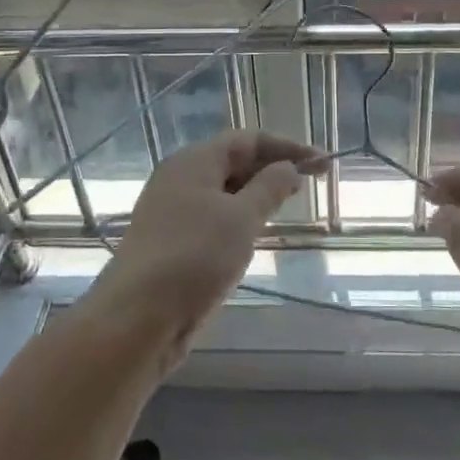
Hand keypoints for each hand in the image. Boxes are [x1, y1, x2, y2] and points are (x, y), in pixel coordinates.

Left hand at [90, 131, 322, 367]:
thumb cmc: (194, 257)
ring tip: (288, 204)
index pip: (248, 139)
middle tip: (312, 183)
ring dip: (256, 194)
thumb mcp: (241, 218)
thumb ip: (269, 188)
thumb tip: (289, 167)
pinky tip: (255, 234)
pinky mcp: (172, 243)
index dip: (288, 147)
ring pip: (223, 192)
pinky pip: (212, 218)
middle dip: (273, 168)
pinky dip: (238, 219)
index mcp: (194, 161)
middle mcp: (180, 179)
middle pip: (234, 162)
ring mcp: (172, 211)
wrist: (137, 319)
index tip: (323, 162)